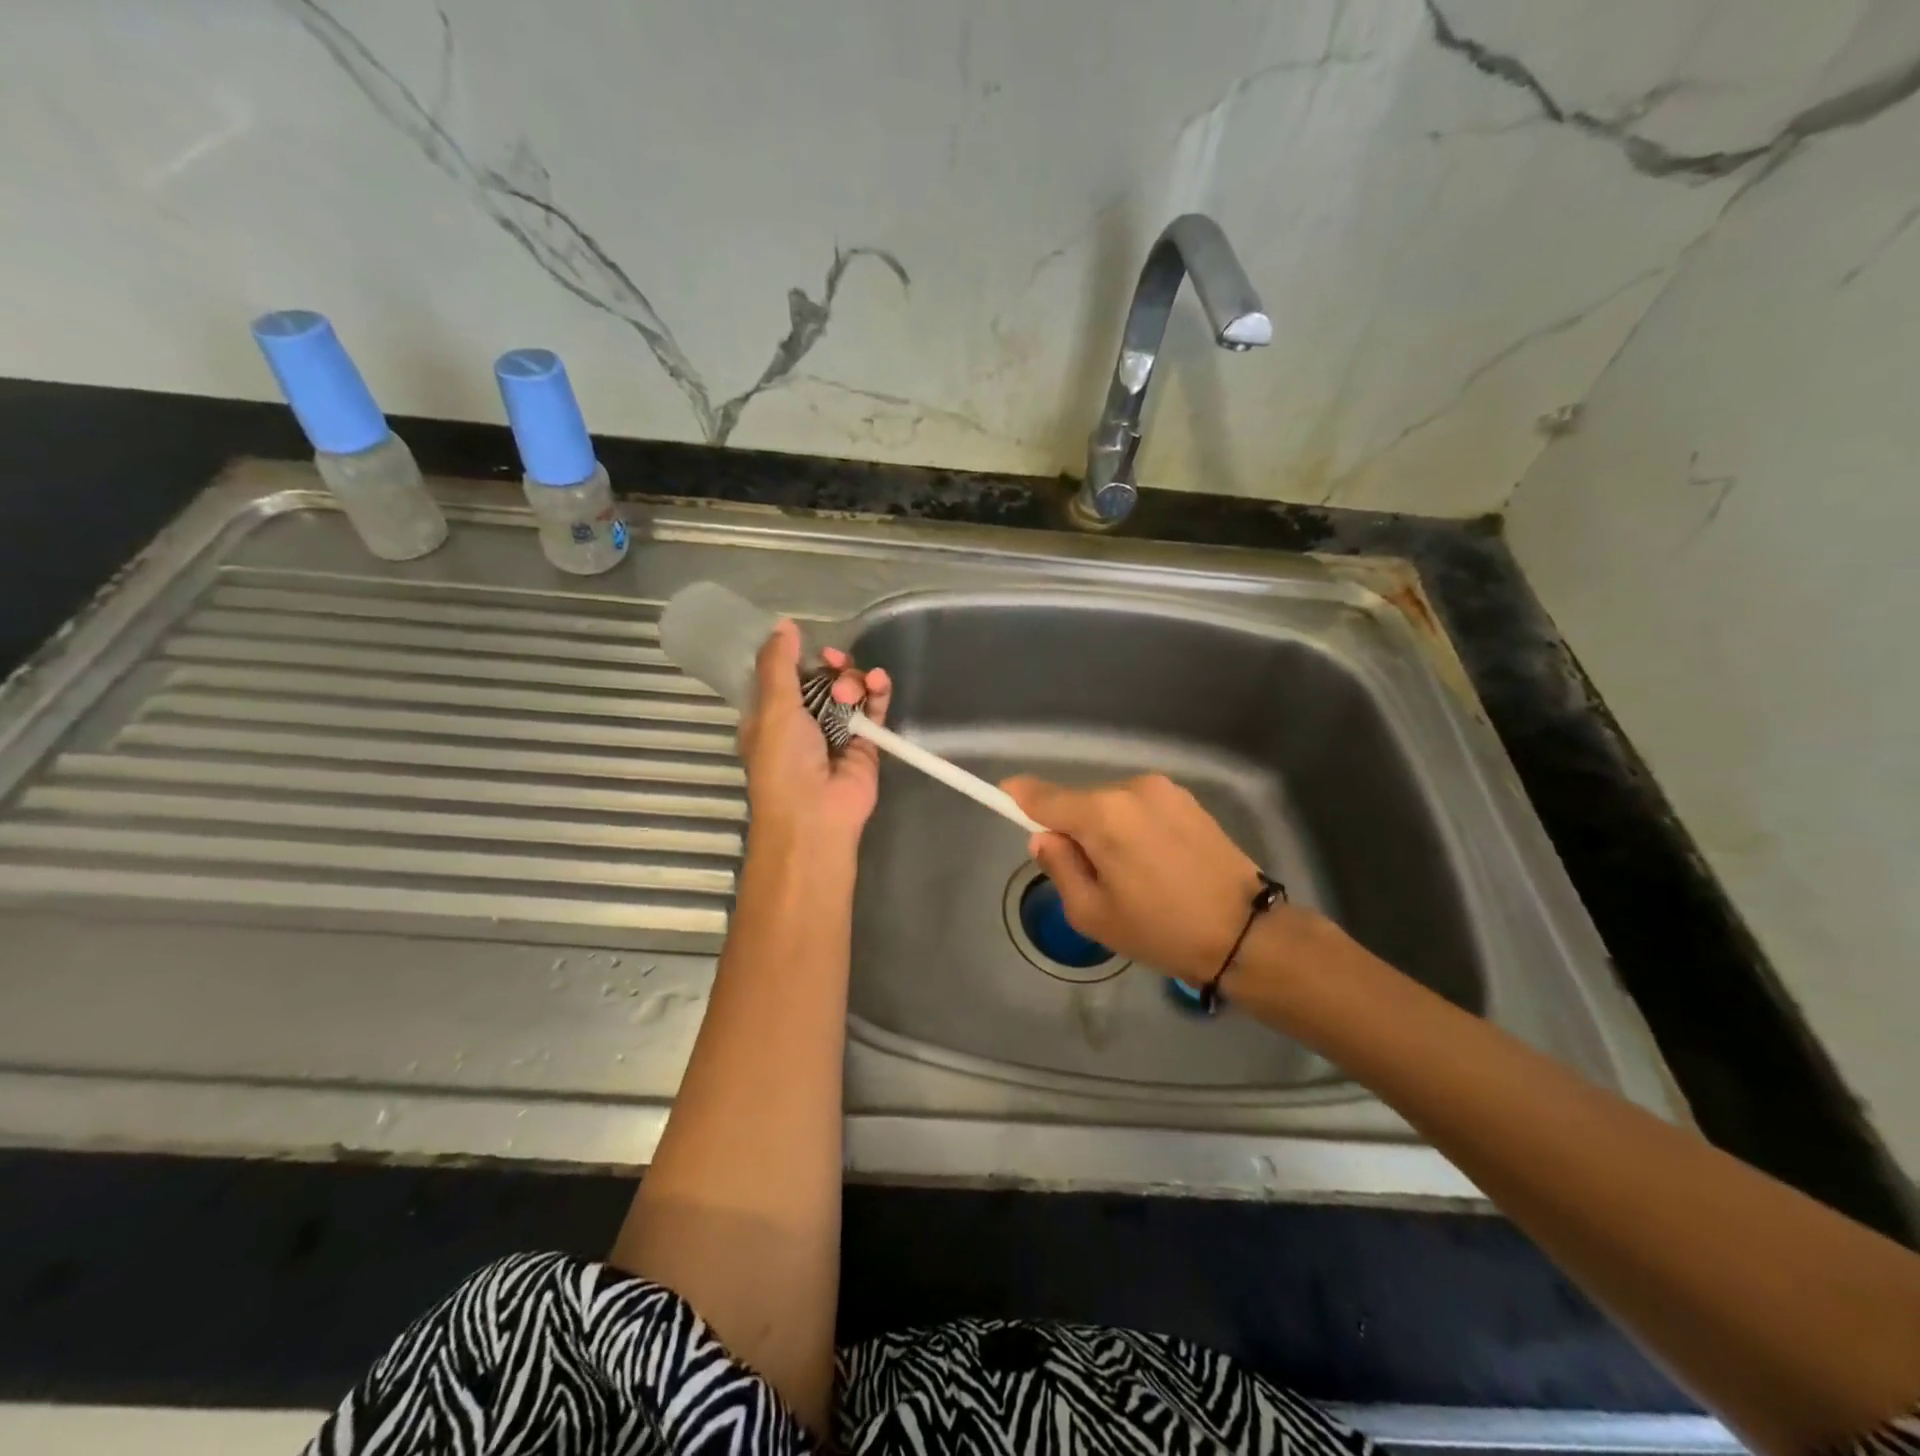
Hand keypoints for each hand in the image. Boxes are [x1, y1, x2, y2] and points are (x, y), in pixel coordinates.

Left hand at [739, 621, 891, 851]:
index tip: (813, 646)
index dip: (799, 658)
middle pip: (821, 679)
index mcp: (771, 716)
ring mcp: (836, 733)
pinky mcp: (866, 743)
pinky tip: (879, 682)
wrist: (816, 815)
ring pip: (849, 691)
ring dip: (854, 679)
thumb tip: (784, 624)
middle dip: (831, 666)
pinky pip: (874, 709)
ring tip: (853, 689)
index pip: (785, 676)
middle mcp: (803, 723)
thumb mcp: (772, 707)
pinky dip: (878, 693)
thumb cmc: (784, 762)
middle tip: (836, 662)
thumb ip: (779, 664)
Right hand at [1001, 773, 1268, 984]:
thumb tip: (1045, 837)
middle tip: (1092, 878)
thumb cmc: (1161, 930)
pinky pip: (1141, 808)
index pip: (1044, 796)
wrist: (1247, 933)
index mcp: (1103, 814)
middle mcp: (1132, 789)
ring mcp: (1165, 790)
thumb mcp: (1092, 913)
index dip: (1018, 797)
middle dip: (1074, 830)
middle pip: (1080, 802)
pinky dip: (1135, 828)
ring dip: (1107, 830)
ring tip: (1133, 876)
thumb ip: (1059, 866)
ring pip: (1112, 806)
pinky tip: (1157, 864)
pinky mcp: (1189, 800)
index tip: (1002, 797)